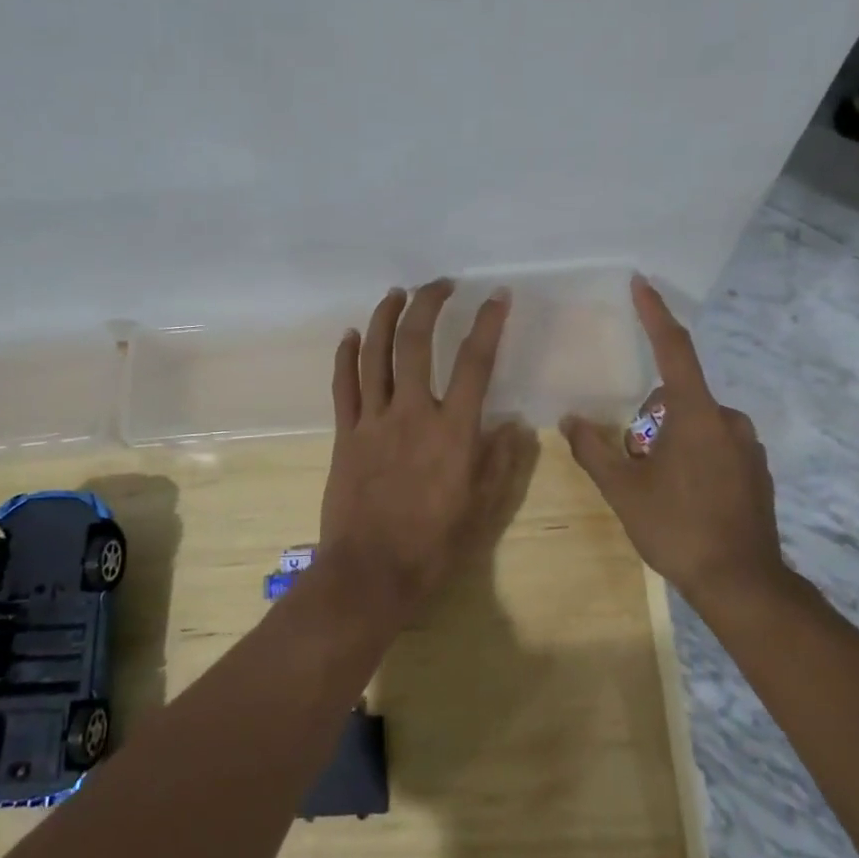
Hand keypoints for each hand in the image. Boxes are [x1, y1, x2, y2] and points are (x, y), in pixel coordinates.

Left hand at [317, 279, 525, 625]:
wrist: (371, 573)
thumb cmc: (434, 545)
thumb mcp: (482, 507)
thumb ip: (500, 461)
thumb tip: (515, 424)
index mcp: (453, 430)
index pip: (475, 362)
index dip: (488, 323)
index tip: (496, 297)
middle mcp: (412, 413)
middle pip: (416, 342)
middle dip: (429, 304)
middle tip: (440, 284)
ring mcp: (373, 420)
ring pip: (375, 354)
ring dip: (385, 317)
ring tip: (397, 293)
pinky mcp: (345, 434)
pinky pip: (343, 385)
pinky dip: (347, 355)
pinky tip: (351, 334)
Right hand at [561, 276, 786, 606]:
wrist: (742, 583)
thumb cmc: (678, 529)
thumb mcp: (624, 491)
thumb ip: (594, 449)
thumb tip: (571, 419)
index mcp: (696, 415)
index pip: (673, 349)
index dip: (655, 314)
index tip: (641, 283)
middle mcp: (728, 420)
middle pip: (676, 399)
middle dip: (649, 421)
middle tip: (634, 464)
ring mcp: (747, 445)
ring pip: (695, 425)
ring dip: (670, 442)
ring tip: (658, 488)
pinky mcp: (757, 469)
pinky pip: (715, 445)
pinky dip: (694, 457)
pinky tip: (686, 499)